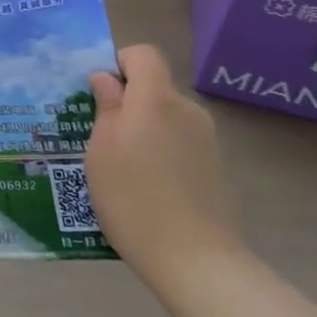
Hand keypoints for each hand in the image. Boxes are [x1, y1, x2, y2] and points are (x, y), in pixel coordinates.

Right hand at [85, 43, 242, 289]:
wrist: (196, 262)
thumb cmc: (134, 198)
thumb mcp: (101, 150)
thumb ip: (106, 108)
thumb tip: (107, 80)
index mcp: (156, 99)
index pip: (143, 54)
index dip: (120, 62)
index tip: (101, 92)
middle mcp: (186, 110)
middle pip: (155, 87)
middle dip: (128, 102)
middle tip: (102, 136)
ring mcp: (206, 139)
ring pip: (166, 117)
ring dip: (145, 129)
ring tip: (123, 168)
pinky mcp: (216, 167)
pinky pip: (180, 142)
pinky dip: (162, 152)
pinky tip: (148, 187)